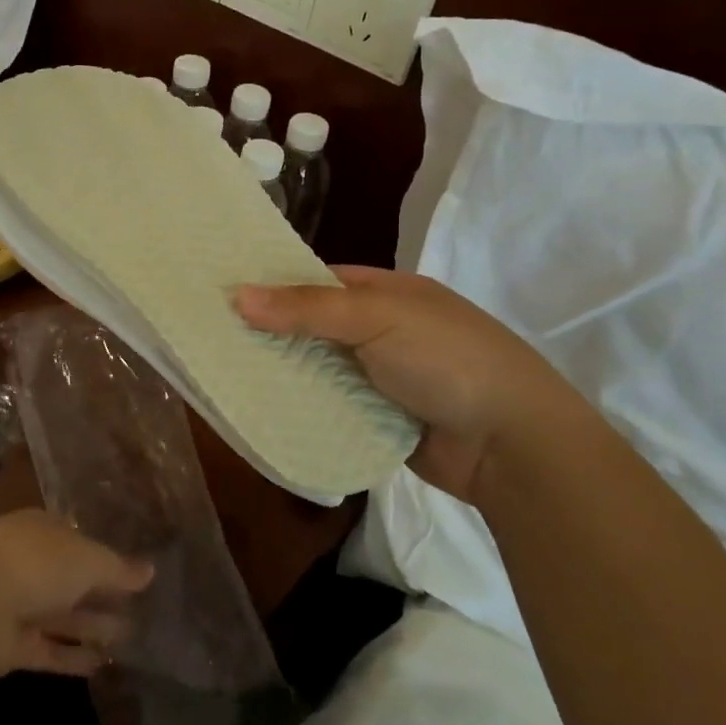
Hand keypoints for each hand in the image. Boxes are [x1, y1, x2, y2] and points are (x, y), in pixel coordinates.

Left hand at [0, 510, 153, 680]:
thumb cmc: (35, 564)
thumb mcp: (86, 559)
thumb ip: (118, 568)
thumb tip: (150, 571)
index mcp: (42, 531)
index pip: (79, 541)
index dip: (106, 557)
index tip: (135, 575)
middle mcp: (29, 564)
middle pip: (72, 581)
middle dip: (103, 595)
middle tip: (142, 611)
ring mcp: (18, 605)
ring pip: (63, 616)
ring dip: (94, 627)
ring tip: (132, 639)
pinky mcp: (12, 646)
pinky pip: (50, 650)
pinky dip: (74, 658)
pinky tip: (105, 667)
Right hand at [235, 265, 568, 501]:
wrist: (512, 445)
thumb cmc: (448, 360)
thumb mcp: (378, 318)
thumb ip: (308, 308)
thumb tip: (238, 295)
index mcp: (388, 294)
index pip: (319, 280)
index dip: (275, 284)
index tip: (225, 292)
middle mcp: (382, 331)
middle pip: (314, 327)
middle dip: (272, 332)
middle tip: (213, 337)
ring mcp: (382, 378)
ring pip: (319, 369)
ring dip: (284, 373)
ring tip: (223, 374)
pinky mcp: (379, 420)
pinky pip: (331, 408)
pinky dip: (303, 408)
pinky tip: (261, 409)